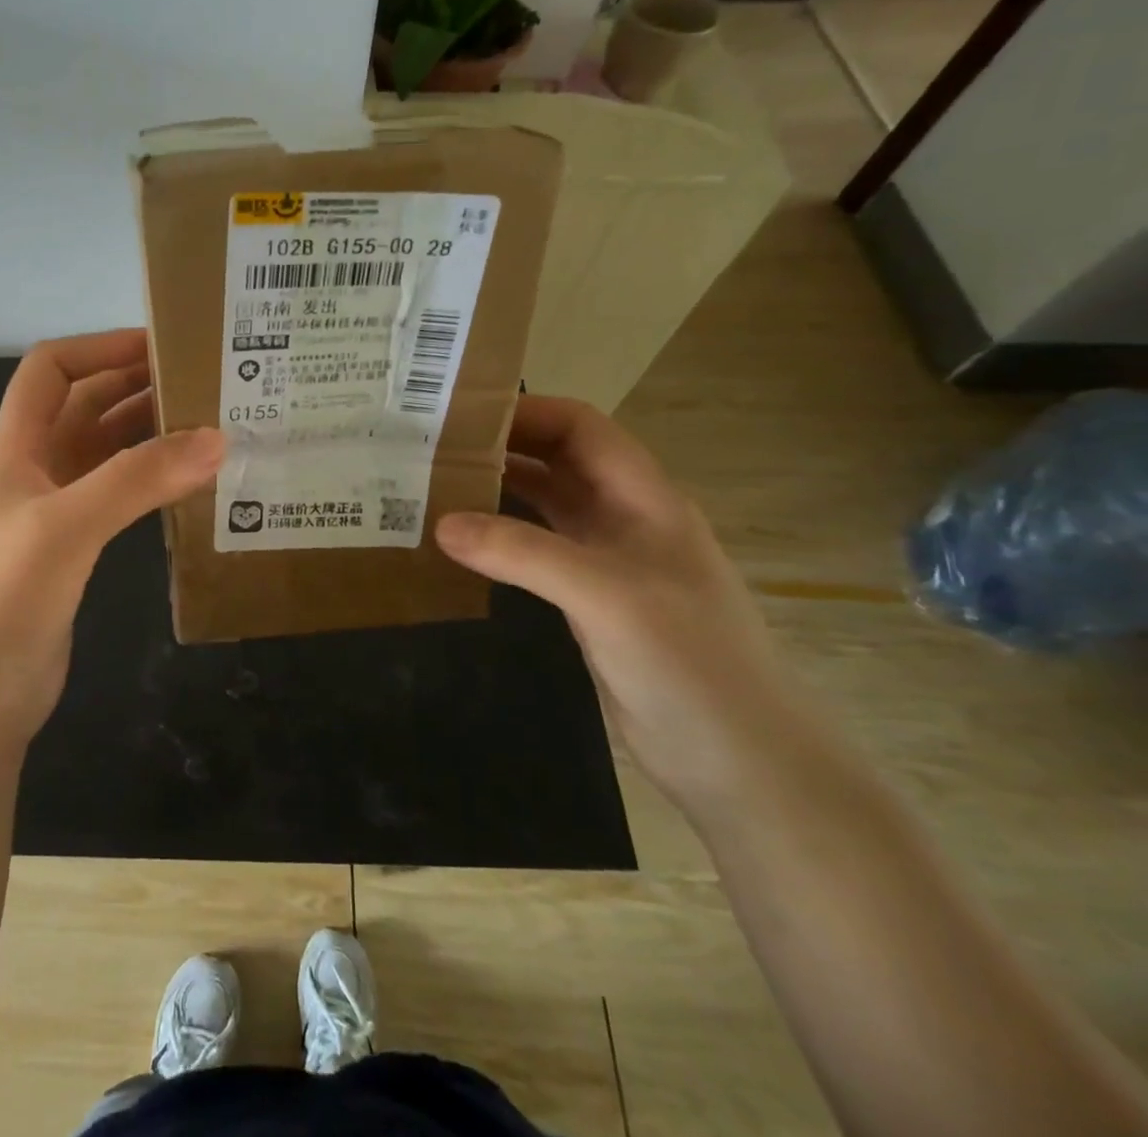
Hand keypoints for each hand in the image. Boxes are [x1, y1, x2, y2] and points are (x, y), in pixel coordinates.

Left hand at [0, 329, 224, 748]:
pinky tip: (188, 488)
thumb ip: (136, 480)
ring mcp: (53, 516)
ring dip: (149, 435)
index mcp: (15, 450)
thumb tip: (217, 437)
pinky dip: (150, 484)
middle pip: (84, 407)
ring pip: (105, 454)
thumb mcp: (64, 529)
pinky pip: (117, 500)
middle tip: (205, 384)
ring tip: (211, 428)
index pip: (50, 370)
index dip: (100, 348)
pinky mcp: (72, 556)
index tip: (162, 345)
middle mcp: (33, 473)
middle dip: (136, 386)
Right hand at [434, 395, 804, 811]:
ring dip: (498, 491)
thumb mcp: (605, 595)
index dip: (528, 412)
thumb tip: (441, 523)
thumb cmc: (687, 661)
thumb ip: (522, 553)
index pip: (583, 428)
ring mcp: (608, 561)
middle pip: (560, 461)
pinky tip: (463, 544)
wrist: (737, 760)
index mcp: (644, 499)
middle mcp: (626, 519)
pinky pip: (537, 550)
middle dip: (503, 447)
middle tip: (434, 449)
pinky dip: (501, 538)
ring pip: (546, 504)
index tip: (462, 415)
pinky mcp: (590, 600)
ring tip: (435, 487)